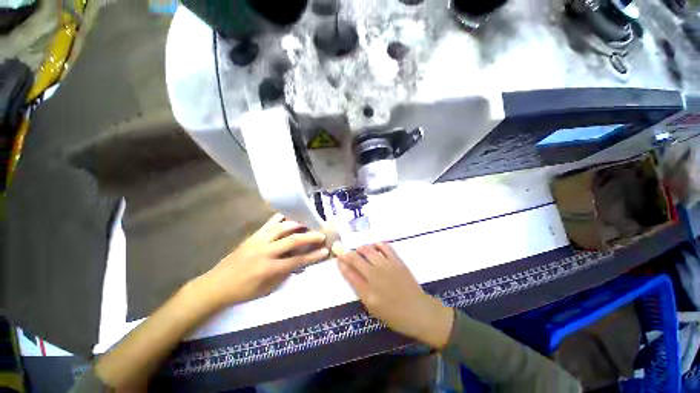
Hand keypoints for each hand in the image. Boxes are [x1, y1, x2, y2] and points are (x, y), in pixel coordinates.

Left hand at [194, 214, 328, 309]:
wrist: (216, 285)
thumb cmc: (243, 291)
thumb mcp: (267, 290)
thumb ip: (284, 274)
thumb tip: (299, 262)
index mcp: (268, 269)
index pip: (296, 261)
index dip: (313, 256)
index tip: (325, 251)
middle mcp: (265, 252)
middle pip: (292, 240)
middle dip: (309, 236)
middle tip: (321, 234)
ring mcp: (258, 241)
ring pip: (281, 227)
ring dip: (297, 224)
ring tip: (308, 222)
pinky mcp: (253, 236)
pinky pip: (269, 223)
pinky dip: (281, 218)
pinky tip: (290, 217)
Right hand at [333, 242, 453, 348]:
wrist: (418, 311)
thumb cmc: (394, 314)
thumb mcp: (372, 307)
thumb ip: (360, 289)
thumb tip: (349, 273)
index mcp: (367, 291)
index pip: (349, 273)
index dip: (342, 264)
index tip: (338, 258)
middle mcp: (375, 275)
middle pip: (356, 259)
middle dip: (348, 254)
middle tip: (345, 252)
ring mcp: (386, 266)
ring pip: (368, 250)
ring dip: (361, 248)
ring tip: (359, 250)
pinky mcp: (397, 261)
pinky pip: (385, 247)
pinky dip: (377, 244)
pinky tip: (375, 246)